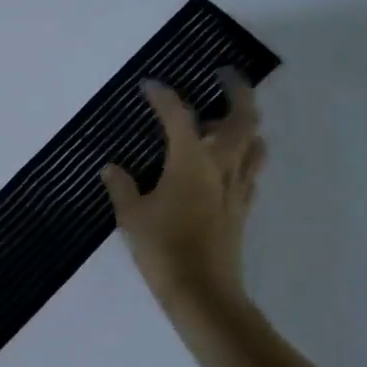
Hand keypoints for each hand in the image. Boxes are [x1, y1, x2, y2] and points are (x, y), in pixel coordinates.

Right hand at [101, 70, 264, 307]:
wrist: (202, 291)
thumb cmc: (162, 249)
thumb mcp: (131, 217)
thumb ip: (122, 187)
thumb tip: (111, 168)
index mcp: (190, 162)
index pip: (178, 116)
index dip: (163, 96)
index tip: (149, 85)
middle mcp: (221, 166)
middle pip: (242, 118)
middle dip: (236, 90)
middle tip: (223, 75)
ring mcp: (236, 188)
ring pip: (255, 144)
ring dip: (246, 125)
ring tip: (225, 121)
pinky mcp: (242, 209)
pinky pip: (250, 172)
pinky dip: (243, 157)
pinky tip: (225, 166)